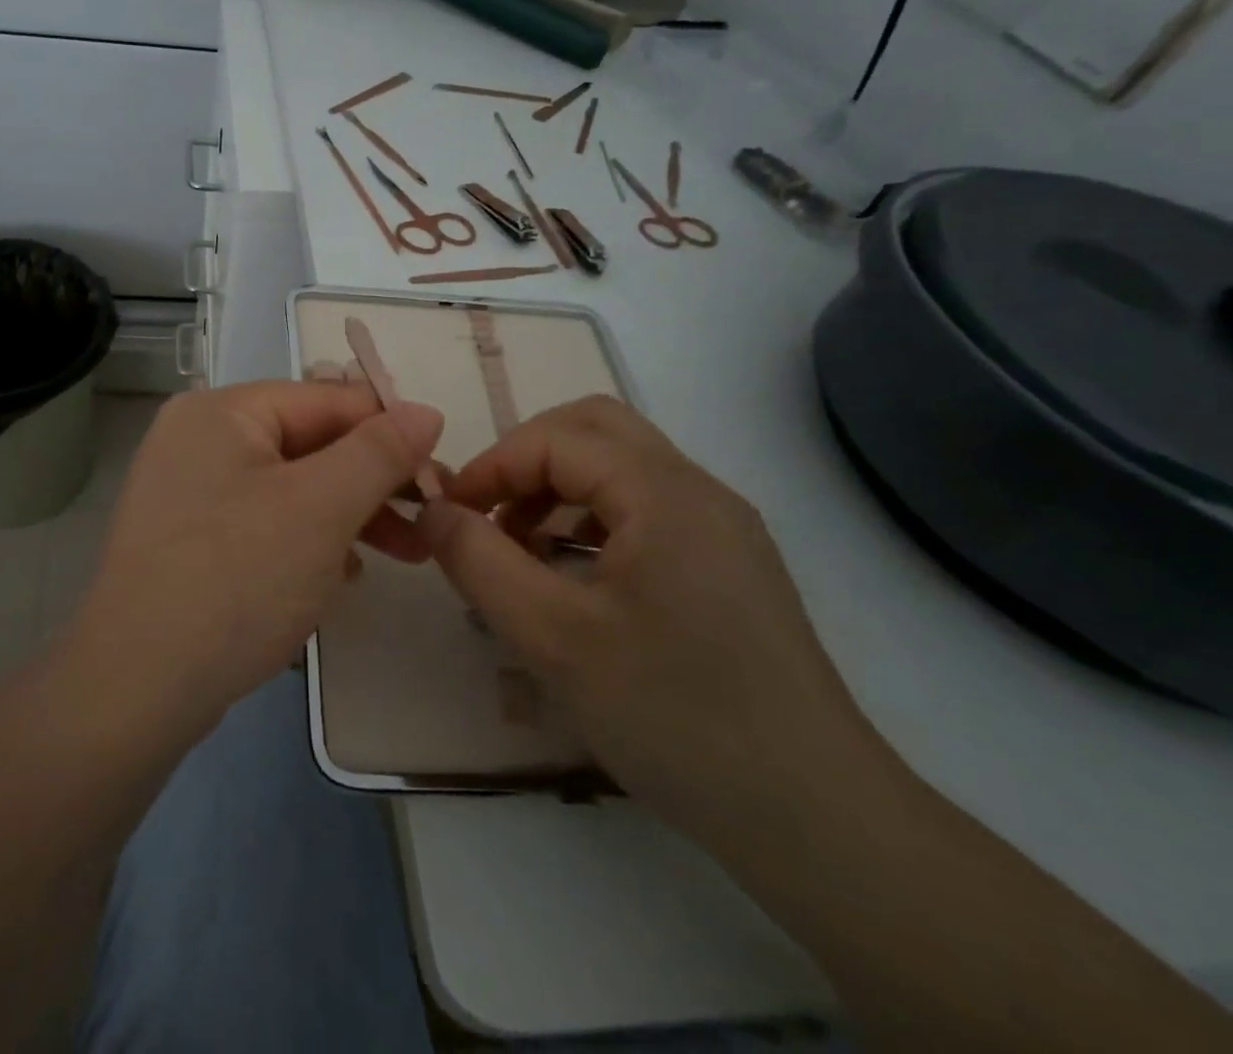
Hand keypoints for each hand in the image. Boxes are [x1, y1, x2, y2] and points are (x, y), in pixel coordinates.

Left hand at [61, 381, 442, 738]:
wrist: (136, 688)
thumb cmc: (236, 578)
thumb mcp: (321, 507)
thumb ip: (378, 452)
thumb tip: (425, 411)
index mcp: (221, 412)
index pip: (326, 400)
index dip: (390, 430)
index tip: (441, 472)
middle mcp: (198, 439)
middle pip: (308, 444)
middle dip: (373, 482)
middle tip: (430, 520)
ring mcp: (189, 493)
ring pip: (291, 488)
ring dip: (349, 515)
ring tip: (405, 554)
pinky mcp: (190, 541)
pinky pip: (265, 523)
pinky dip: (308, 541)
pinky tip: (344, 577)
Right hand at [419, 396, 875, 842]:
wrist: (816, 818)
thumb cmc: (676, 717)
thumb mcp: (554, 639)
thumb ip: (479, 562)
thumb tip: (431, 511)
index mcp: (664, 492)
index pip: (556, 438)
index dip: (491, 466)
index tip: (449, 516)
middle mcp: (699, 490)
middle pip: (594, 428)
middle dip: (526, 459)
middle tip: (488, 514)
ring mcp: (720, 525)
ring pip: (621, 464)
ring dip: (558, 486)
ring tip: (520, 548)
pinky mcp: (727, 561)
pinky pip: (645, 505)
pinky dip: (592, 515)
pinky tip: (572, 574)